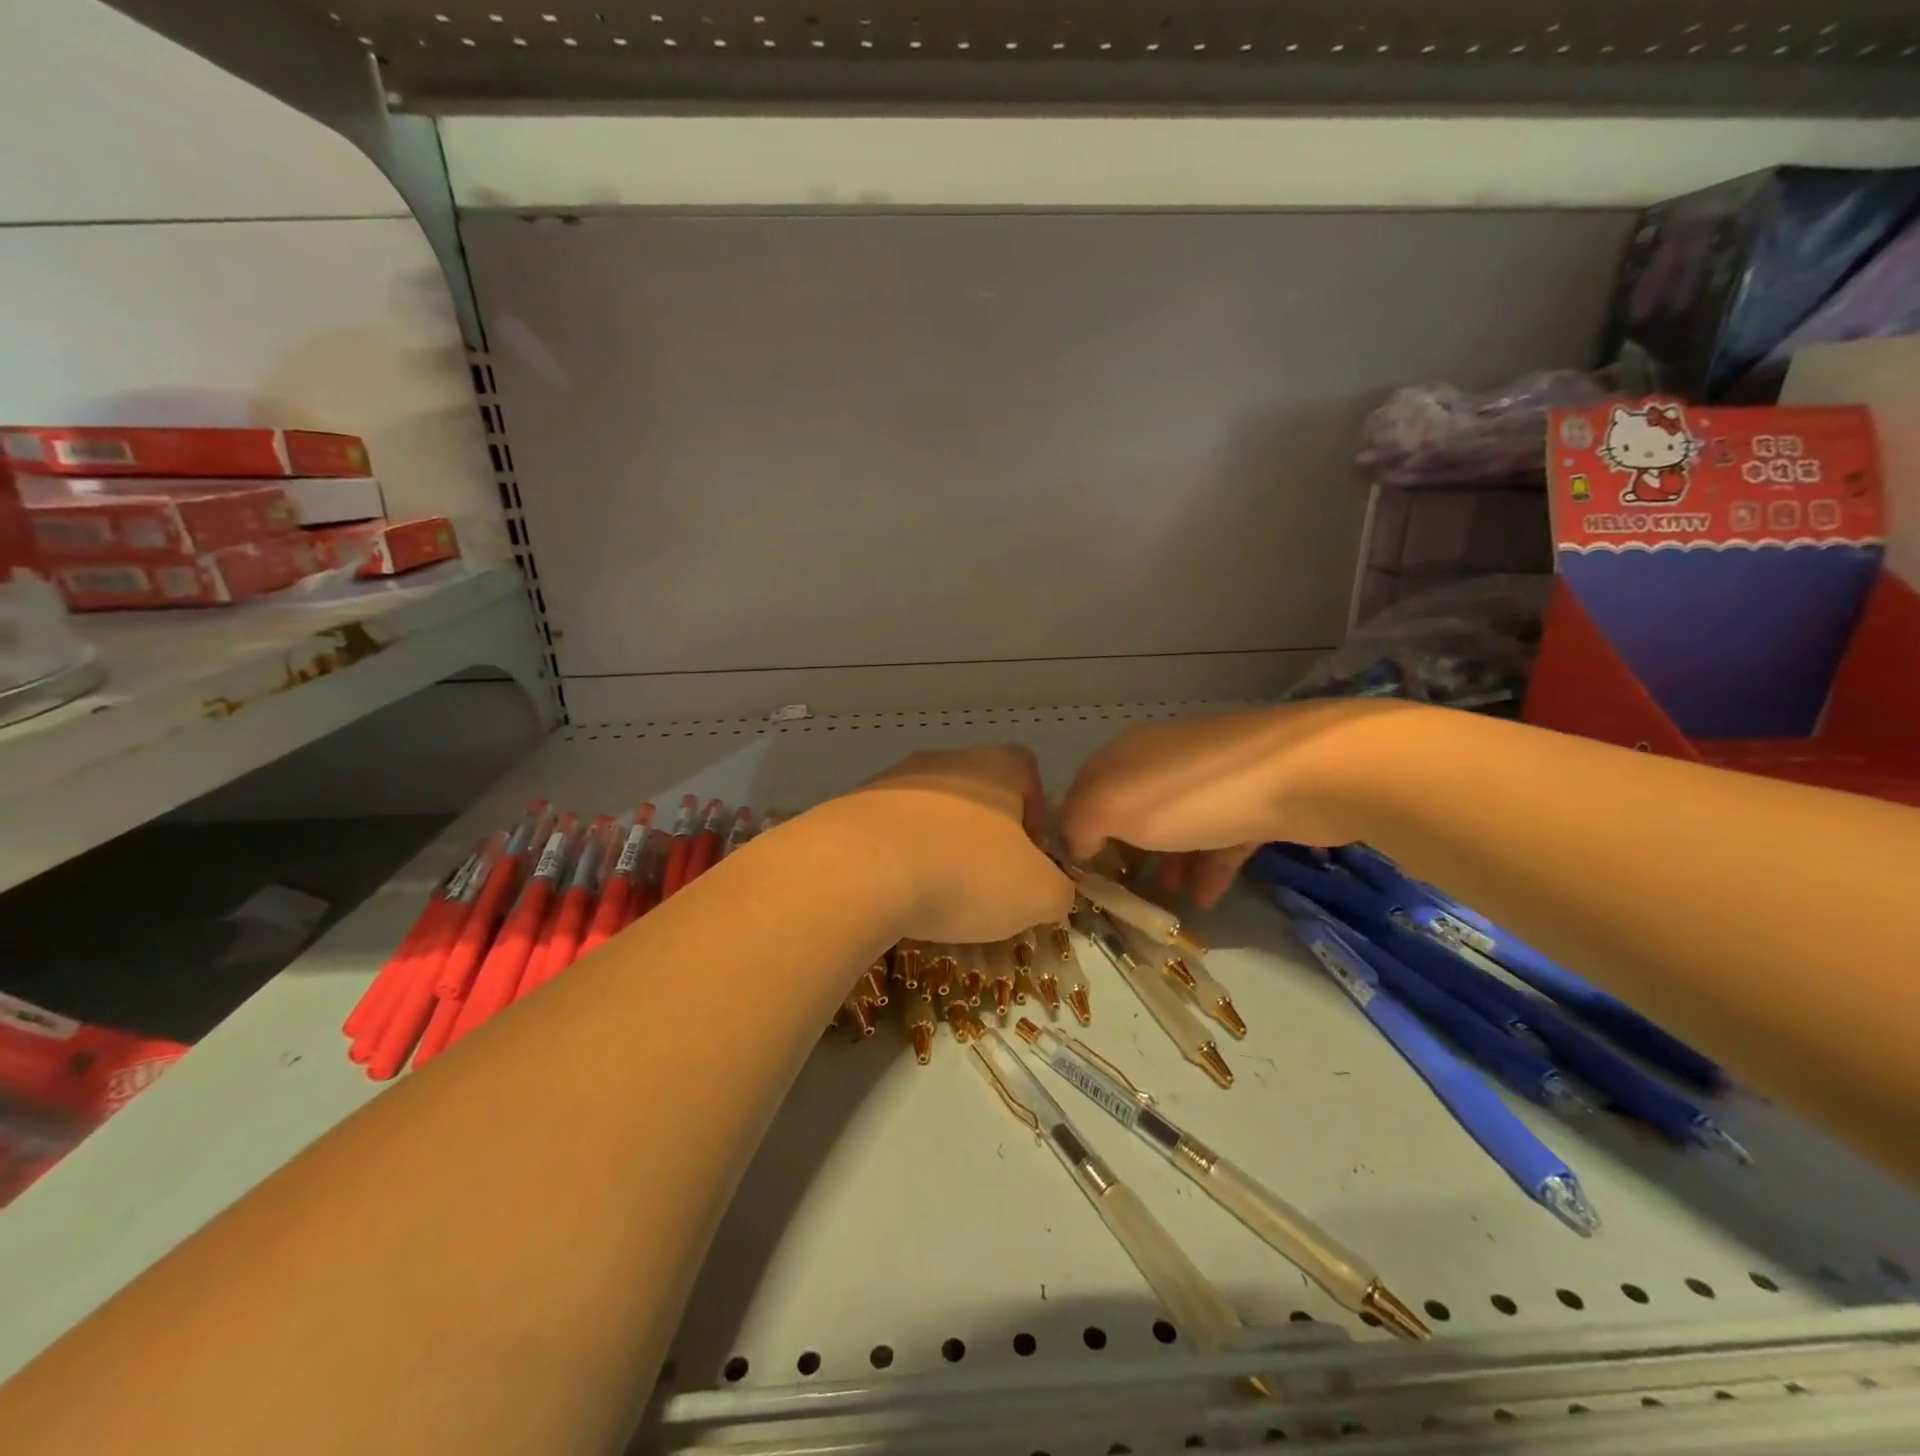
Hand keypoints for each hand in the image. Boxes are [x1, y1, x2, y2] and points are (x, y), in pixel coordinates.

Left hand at [821, 745, 1073, 943]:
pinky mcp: (850, 808)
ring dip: (939, 850)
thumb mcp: (1038, 894)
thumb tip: (1051, 891)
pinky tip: (894, 897)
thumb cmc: (966, 872)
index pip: (1027, 772)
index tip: (1030, 859)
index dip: (1036, 814)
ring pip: (929, 815)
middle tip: (986, 886)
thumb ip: (1058, 890)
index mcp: (995, 767)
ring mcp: (892, 781)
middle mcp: (944, 762)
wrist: (859, 869)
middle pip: (976, 795)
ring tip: (936, 900)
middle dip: (985, 839)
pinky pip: (888, 834)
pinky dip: (897, 861)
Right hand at [1060, 701, 1413, 907]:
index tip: (1079, 876)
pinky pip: (1221, 838)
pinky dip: (1209, 867)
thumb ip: (1080, 825)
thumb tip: (1078, 844)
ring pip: (1178, 826)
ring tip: (1165, 904)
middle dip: (1124, 851)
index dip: (1075, 832)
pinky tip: (1207, 900)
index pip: (1085, 791)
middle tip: (1121, 895)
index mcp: (1126, 755)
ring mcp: (1213, 778)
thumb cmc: (1191, 794)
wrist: (1303, 774)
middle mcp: (1165, 759)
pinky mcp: (1257, 800)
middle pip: (1133, 810)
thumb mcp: (1112, 807)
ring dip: (1168, 864)